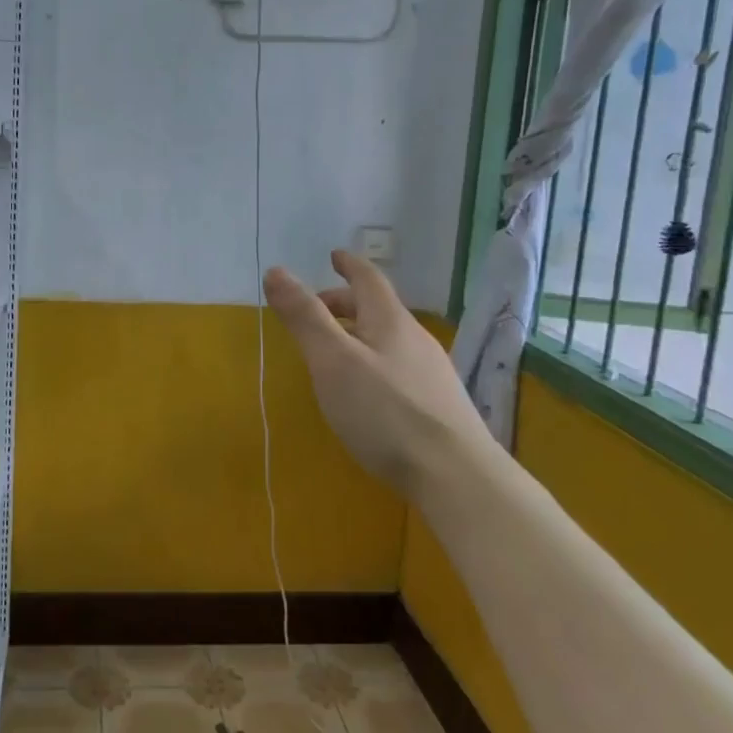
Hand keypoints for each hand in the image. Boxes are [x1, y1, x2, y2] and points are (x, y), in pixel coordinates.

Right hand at [264, 250, 488, 495]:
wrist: (455, 476)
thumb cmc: (385, 413)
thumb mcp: (333, 361)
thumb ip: (304, 318)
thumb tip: (276, 270)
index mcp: (390, 322)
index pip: (368, 279)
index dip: (348, 265)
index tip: (333, 256)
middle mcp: (416, 339)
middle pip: (379, 309)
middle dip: (346, 303)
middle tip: (317, 310)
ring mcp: (432, 373)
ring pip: (390, 340)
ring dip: (360, 334)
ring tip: (335, 352)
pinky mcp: (439, 406)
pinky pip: (400, 367)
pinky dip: (374, 361)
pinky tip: (367, 391)